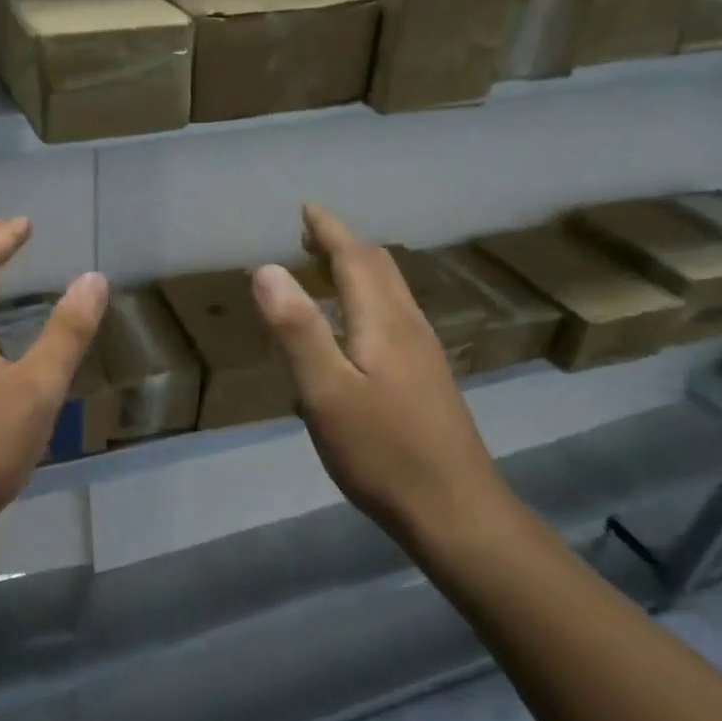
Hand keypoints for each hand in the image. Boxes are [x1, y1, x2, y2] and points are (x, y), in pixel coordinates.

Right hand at [251, 204, 508, 561]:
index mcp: (384, 322)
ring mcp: (424, 355)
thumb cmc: (382, 452)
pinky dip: (367, 300)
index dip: (329, 231)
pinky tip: (354, 328)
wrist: (455, 510)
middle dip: (343, 245)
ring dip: (357, 271)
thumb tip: (266, 270)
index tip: (306, 209)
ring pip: (391, 293)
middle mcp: (410, 327)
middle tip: (309, 236)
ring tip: (325, 271)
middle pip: (379, 269)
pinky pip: (394, 317)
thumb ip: (296, 330)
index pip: (356, 259)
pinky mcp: (427, 379)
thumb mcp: (325, 392)